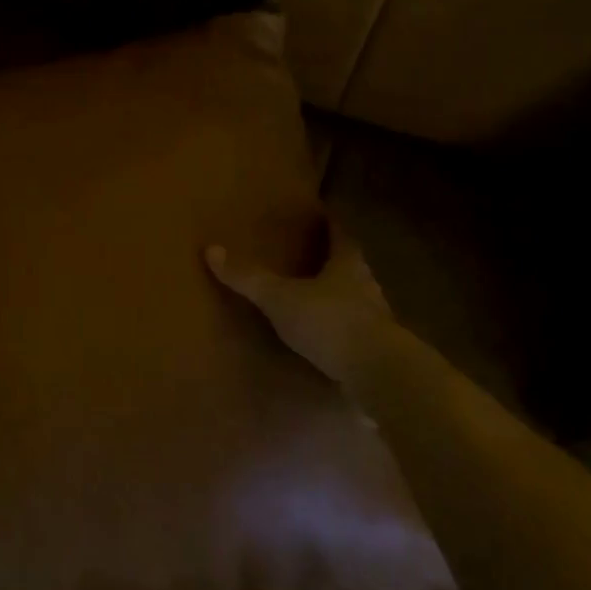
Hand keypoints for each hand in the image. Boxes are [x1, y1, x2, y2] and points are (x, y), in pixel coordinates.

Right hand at [205, 220, 393, 385]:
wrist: (379, 374)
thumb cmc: (330, 323)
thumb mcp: (281, 298)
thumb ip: (249, 278)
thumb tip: (211, 249)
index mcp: (347, 263)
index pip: (340, 234)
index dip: (330, 224)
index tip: (323, 216)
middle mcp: (366, 285)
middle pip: (351, 266)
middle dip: (335, 261)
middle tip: (314, 257)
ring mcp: (377, 319)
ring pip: (357, 299)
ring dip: (340, 297)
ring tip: (317, 300)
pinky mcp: (378, 351)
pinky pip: (357, 333)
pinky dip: (343, 331)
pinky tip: (328, 341)